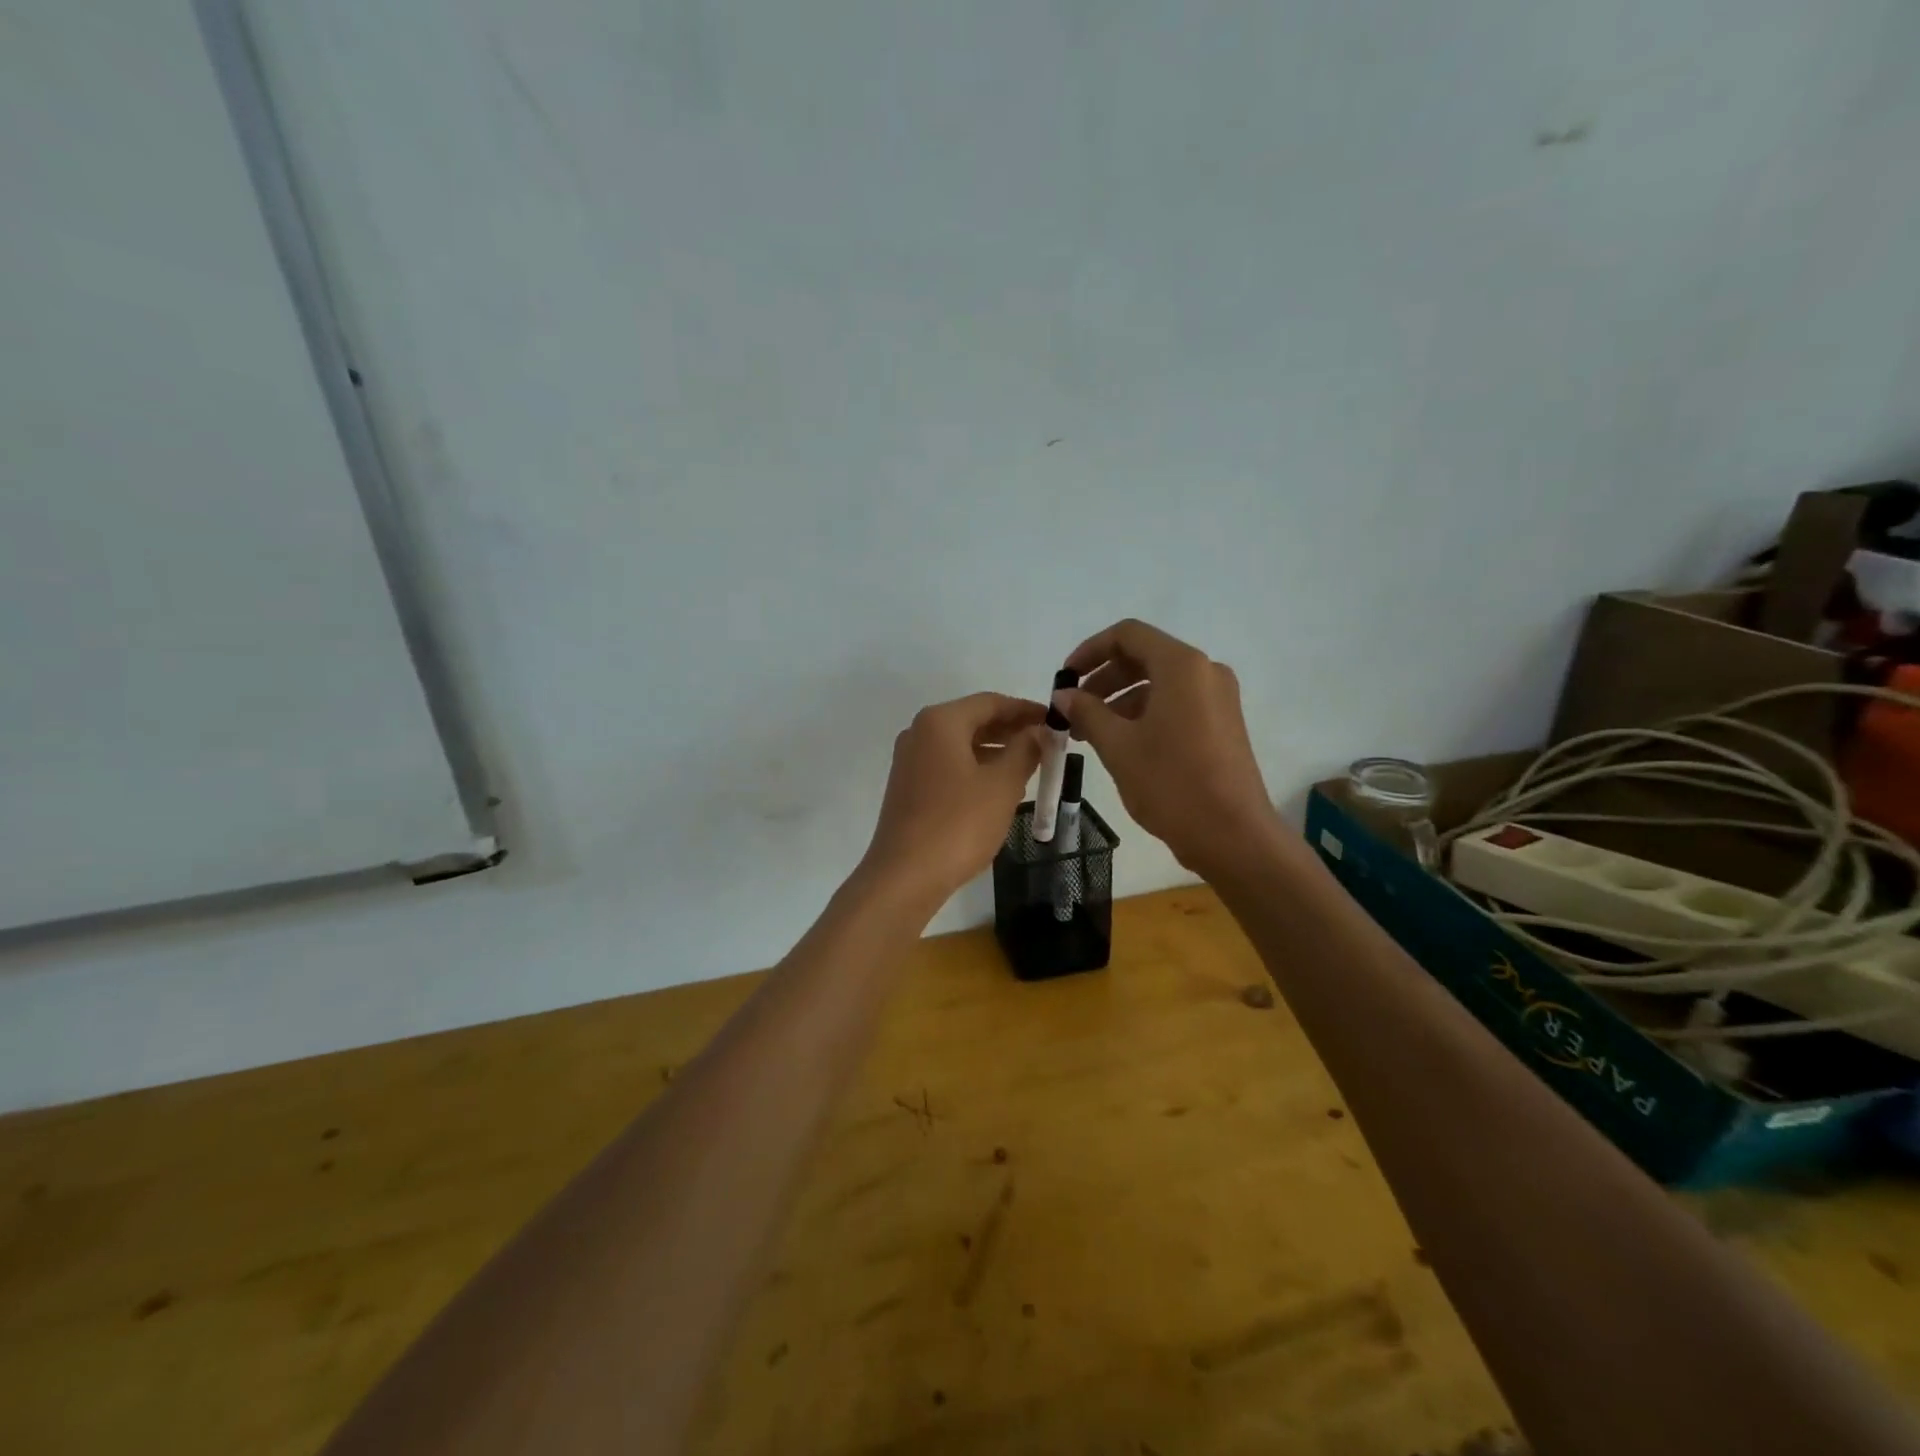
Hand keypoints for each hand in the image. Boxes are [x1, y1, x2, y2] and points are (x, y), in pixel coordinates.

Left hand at [859, 692, 1047, 905]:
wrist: (905, 876)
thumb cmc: (958, 824)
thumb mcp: (1002, 784)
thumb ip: (1025, 750)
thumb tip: (1038, 731)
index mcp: (940, 722)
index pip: (991, 702)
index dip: (1026, 709)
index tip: (1056, 721)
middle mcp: (919, 732)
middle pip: (974, 720)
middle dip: (1012, 730)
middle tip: (1048, 743)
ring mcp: (910, 761)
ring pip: (961, 744)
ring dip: (996, 750)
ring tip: (1031, 765)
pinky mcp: (909, 787)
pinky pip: (949, 765)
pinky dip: (976, 767)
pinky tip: (999, 787)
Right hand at [1061, 619, 1278, 875]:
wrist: (1233, 836)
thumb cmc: (1171, 783)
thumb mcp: (1118, 746)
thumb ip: (1087, 712)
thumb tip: (1063, 694)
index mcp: (1181, 666)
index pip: (1128, 635)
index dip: (1090, 650)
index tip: (1064, 678)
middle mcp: (1205, 672)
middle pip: (1144, 657)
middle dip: (1103, 679)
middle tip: (1073, 710)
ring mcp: (1218, 698)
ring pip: (1159, 683)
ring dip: (1120, 699)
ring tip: (1091, 734)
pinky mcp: (1223, 724)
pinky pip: (1176, 704)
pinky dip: (1144, 714)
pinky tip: (1121, 744)